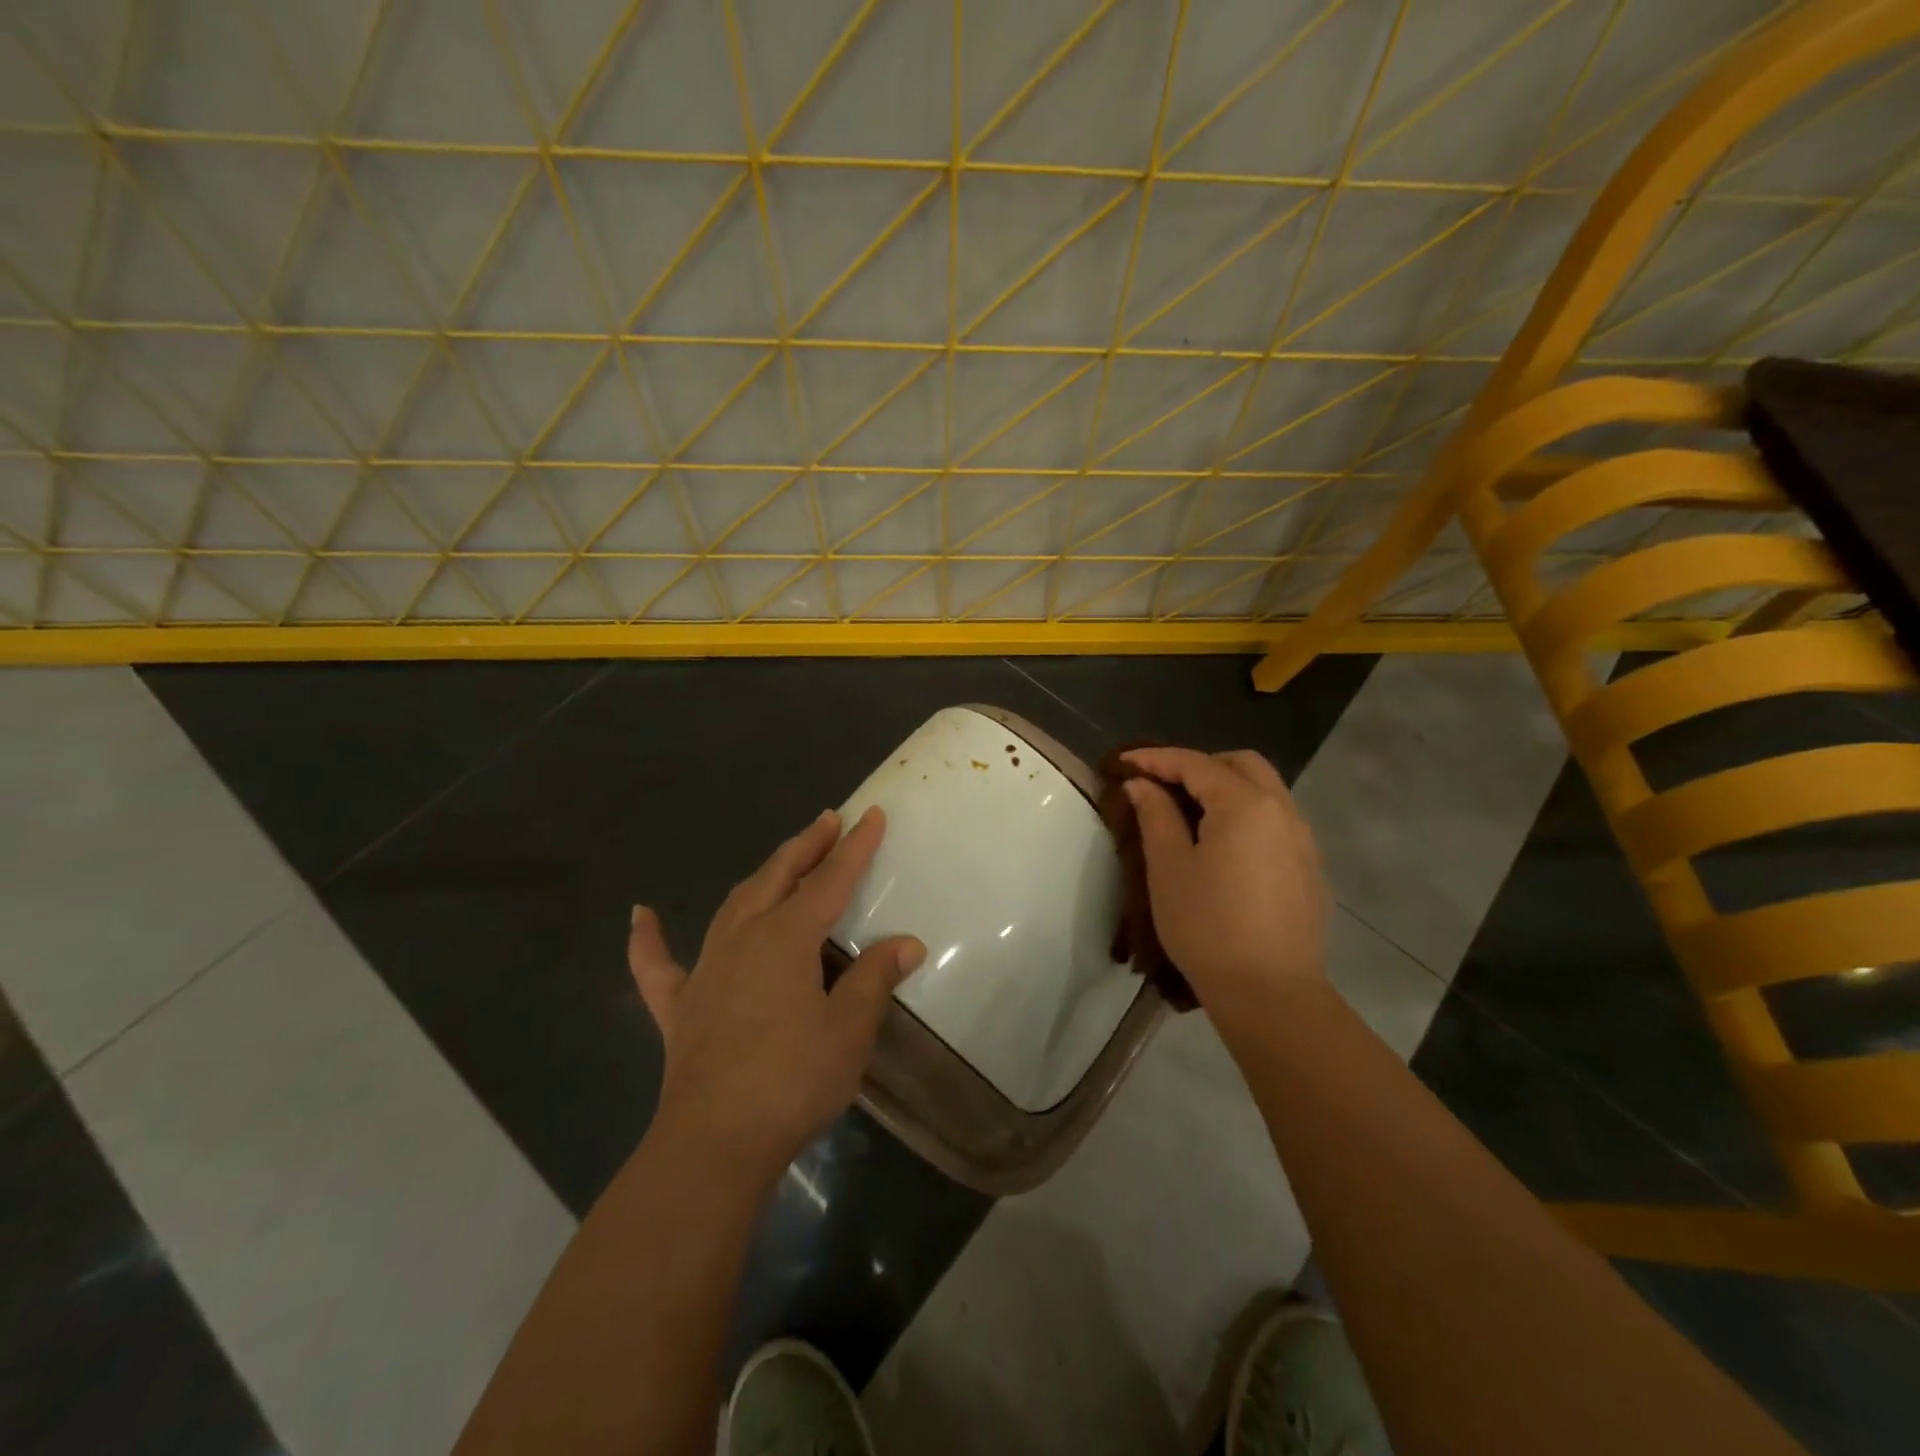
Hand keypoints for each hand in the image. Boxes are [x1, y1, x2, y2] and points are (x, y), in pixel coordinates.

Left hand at [628, 807, 924, 1187]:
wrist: (714, 1143)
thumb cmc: (792, 1080)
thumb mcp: (849, 1029)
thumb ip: (875, 978)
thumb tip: (908, 943)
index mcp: (786, 938)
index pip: (830, 881)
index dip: (854, 847)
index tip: (870, 814)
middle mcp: (743, 938)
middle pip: (777, 877)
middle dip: (806, 846)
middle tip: (827, 820)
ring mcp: (705, 969)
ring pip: (734, 905)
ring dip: (762, 876)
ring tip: (783, 860)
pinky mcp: (679, 1006)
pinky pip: (657, 964)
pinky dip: (648, 939)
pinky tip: (640, 916)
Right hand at [1122, 747, 1328, 1018]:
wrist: (1270, 992)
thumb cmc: (1207, 925)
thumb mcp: (1169, 867)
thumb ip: (1155, 815)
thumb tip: (1143, 784)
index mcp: (1245, 804)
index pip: (1195, 764)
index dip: (1155, 758)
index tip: (1123, 762)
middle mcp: (1282, 810)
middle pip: (1241, 765)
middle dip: (1199, 765)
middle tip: (1163, 785)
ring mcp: (1303, 840)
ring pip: (1265, 790)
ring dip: (1226, 788)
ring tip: (1190, 814)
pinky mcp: (1310, 868)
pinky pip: (1277, 820)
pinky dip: (1247, 814)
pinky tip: (1224, 847)